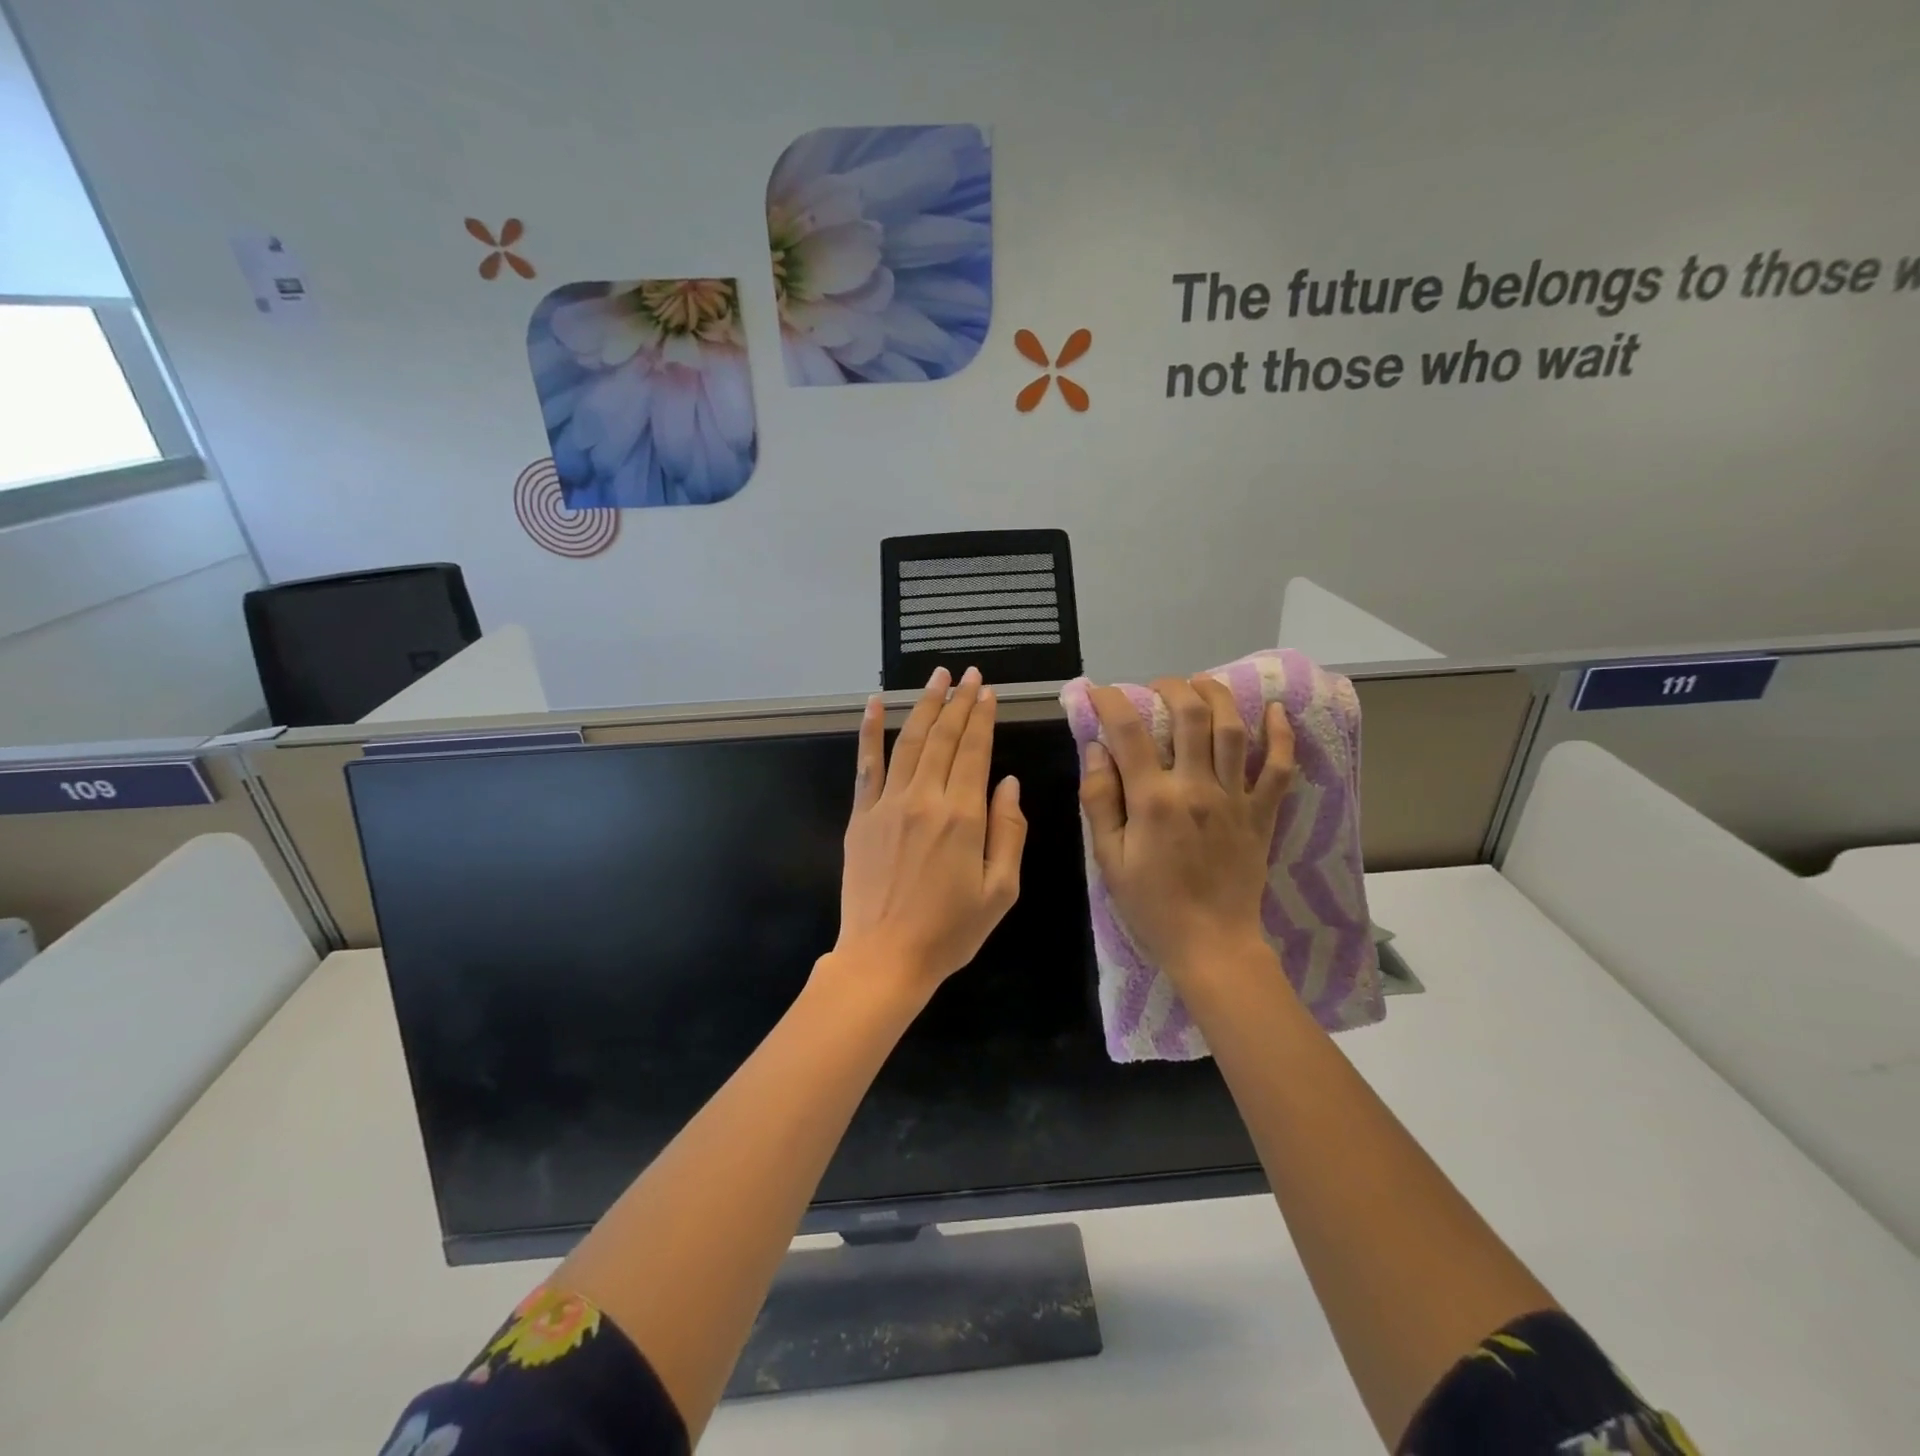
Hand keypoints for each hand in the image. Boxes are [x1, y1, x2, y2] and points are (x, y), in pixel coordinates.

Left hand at [828, 666, 1026, 1000]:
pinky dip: (870, 732)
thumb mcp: (1001, 890)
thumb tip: (1008, 783)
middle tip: (968, 674)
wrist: (885, 957)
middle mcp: (925, 799)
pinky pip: (867, 765)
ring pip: (910, 742)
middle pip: (944, 738)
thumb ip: (1009, 832)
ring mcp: (887, 804)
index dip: (983, 717)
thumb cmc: (950, 931)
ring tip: (937, 676)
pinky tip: (876, 705)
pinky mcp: (861, 816)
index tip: (988, 691)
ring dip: (925, 706)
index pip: (975, 752)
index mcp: (963, 817)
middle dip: (959, 701)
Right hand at [1080, 675, 1293, 978]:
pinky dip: (1281, 736)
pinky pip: (1279, 768)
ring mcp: (1235, 798)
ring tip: (1202, 683)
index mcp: (1154, 800)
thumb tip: (1095, 750)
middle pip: (1190, 716)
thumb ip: (1099, 801)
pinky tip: (1276, 711)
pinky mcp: (1262, 814)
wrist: (1212, 945)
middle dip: (1171, 688)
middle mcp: (1197, 787)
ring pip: (1233, 730)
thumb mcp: (1109, 859)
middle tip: (1157, 687)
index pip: (1129, 732)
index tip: (1099, 692)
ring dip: (1218, 696)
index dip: (1111, 702)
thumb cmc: (1151, 906)